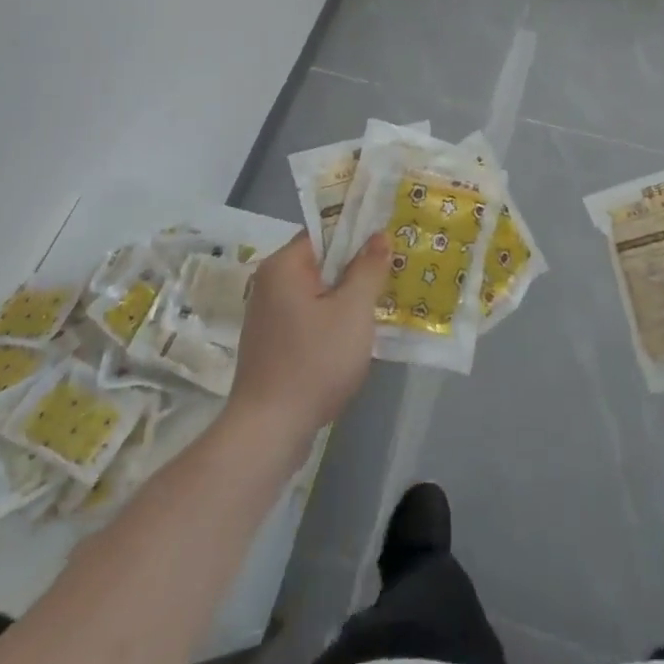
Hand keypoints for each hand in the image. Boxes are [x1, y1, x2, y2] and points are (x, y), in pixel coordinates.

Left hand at [228, 232, 390, 443]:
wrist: (269, 432)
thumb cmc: (313, 362)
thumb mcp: (352, 311)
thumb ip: (368, 269)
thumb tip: (378, 236)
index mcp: (283, 266)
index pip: (324, 232)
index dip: (358, 233)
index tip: (389, 240)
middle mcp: (270, 284)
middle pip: (321, 262)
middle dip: (356, 266)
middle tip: (394, 270)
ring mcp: (269, 316)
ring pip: (317, 292)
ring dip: (347, 296)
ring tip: (383, 300)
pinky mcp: (273, 344)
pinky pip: (309, 316)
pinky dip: (332, 319)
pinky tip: (356, 334)